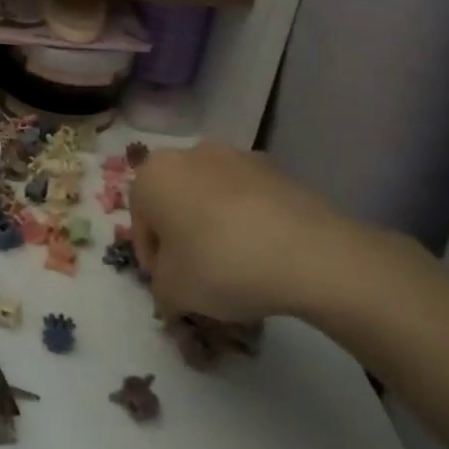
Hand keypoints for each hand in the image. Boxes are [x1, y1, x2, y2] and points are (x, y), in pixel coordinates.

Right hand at [130, 143, 383, 323]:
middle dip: (182, 236)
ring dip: (215, 226)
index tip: (170, 286)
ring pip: (211, 197)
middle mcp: (187, 154)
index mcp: (151, 176)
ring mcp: (234, 156)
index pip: (139, 221)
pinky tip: (266, 255)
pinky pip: (248, 198)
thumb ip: (161, 290)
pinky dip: (249, 221)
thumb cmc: (220, 265)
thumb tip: (172, 291)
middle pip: (174, 202)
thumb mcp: (172, 293)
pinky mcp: (275, 168)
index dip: (152, 259)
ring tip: (238, 267)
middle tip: (199, 276)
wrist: (309, 253)